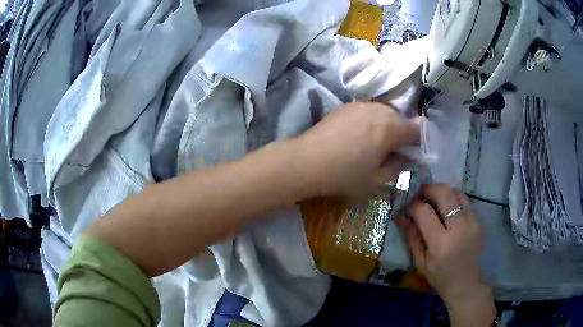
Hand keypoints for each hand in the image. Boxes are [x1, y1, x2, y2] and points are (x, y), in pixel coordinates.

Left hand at [293, 102, 418, 198]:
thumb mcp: (376, 181)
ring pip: (384, 112)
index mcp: (391, 128)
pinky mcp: (346, 105)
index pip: (417, 129)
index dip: (419, 142)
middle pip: (401, 118)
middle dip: (402, 133)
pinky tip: (360, 135)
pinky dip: (372, 120)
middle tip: (393, 151)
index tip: (412, 154)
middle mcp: (379, 110)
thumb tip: (405, 157)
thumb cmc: (344, 176)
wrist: (306, 161)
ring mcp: (361, 104)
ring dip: (387, 125)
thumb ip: (397, 167)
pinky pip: (369, 110)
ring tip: (376, 143)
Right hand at [394, 184, 494, 325]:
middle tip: (419, 195)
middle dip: (428, 189)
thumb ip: (411, 236)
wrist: (465, 282)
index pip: (424, 212)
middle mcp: (459, 227)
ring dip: (441, 192)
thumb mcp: (420, 261)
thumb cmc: (439, 275)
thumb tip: (399, 215)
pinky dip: (453, 199)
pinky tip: (447, 209)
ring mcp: (472, 221)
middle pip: (443, 193)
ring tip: (433, 200)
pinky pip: (464, 200)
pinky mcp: (479, 220)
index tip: (406, 207)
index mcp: (441, 243)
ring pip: (456, 192)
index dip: (412, 205)